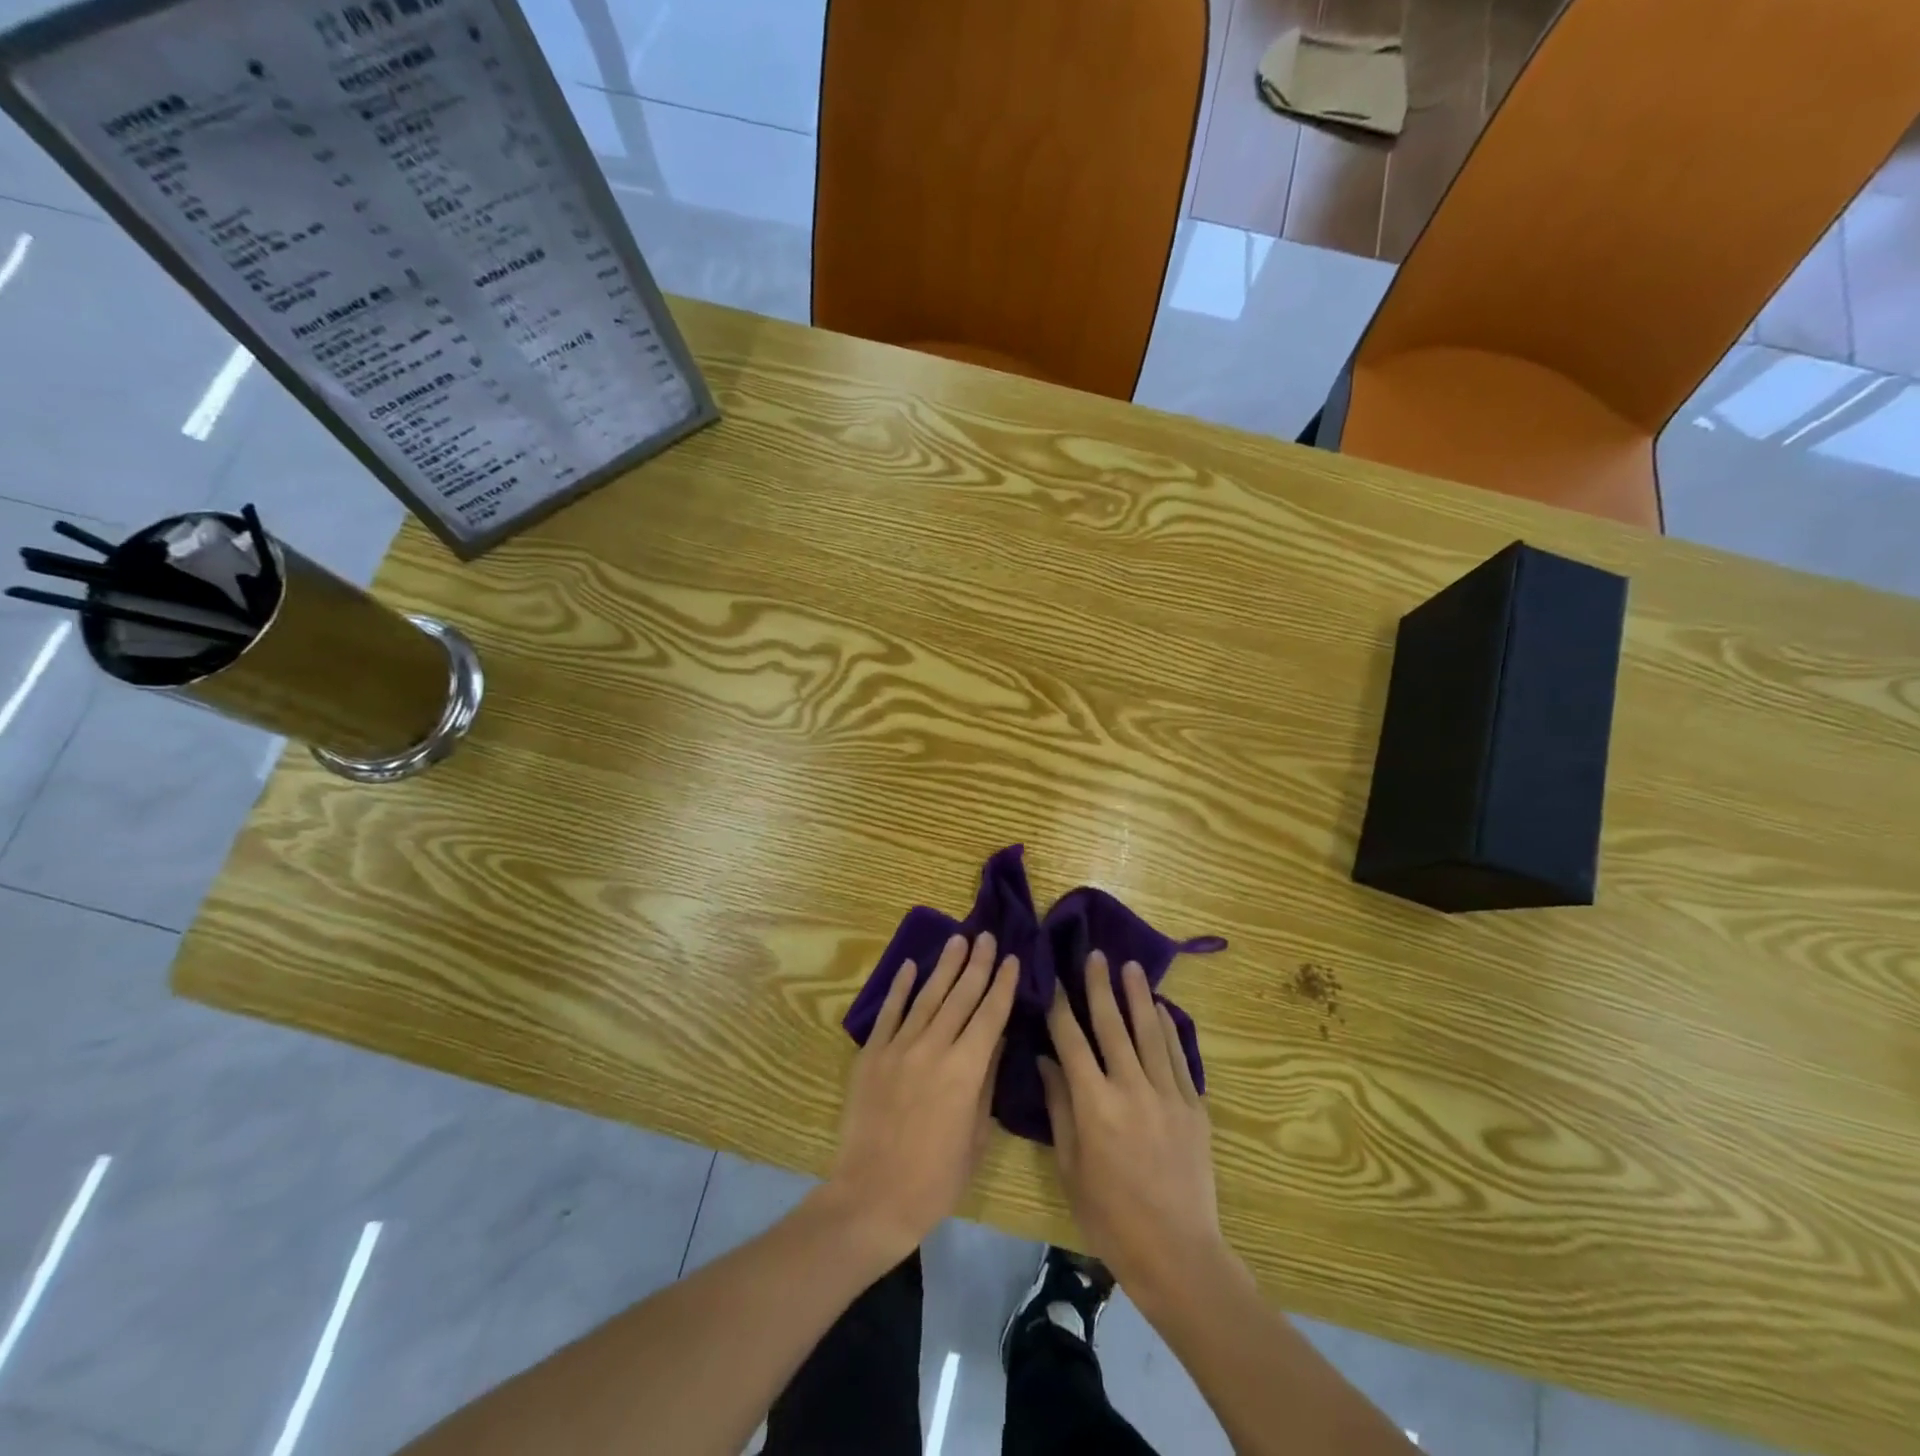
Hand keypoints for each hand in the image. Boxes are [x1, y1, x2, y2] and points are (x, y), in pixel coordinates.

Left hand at [820, 931, 1017, 1266]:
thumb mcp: (976, 1136)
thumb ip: (986, 1083)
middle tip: (987, 936)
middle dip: (978, 964)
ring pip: (927, 996)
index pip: (990, 1015)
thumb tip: (996, 1040)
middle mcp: (933, 1048)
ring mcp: (899, 1047)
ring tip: (958, 939)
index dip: (1003, 985)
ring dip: (945, 966)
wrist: (872, 1197)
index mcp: (965, 1070)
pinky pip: (889, 1012)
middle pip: (961, 996)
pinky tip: (910, 966)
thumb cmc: (935, 1178)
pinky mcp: (872, 1054)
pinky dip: (900, 987)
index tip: (1013, 959)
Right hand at [1038, 951, 1229, 1310]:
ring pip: (1149, 1032)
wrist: (1178, 1253)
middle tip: (1095, 955)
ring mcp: (1167, 1095)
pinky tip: (1161, 1009)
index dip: (1060, 1006)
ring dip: (1138, 996)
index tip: (1053, 977)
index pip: (1072, 1041)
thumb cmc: (1111, 1217)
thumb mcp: (1071, 1167)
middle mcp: (1131, 1088)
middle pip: (1112, 1025)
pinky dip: (1169, 1029)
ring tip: (1130, 966)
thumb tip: (1046, 1061)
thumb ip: (1059, 1108)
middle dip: (1100, 986)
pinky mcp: (1194, 1107)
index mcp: (1095, 1104)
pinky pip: (1179, 1057)